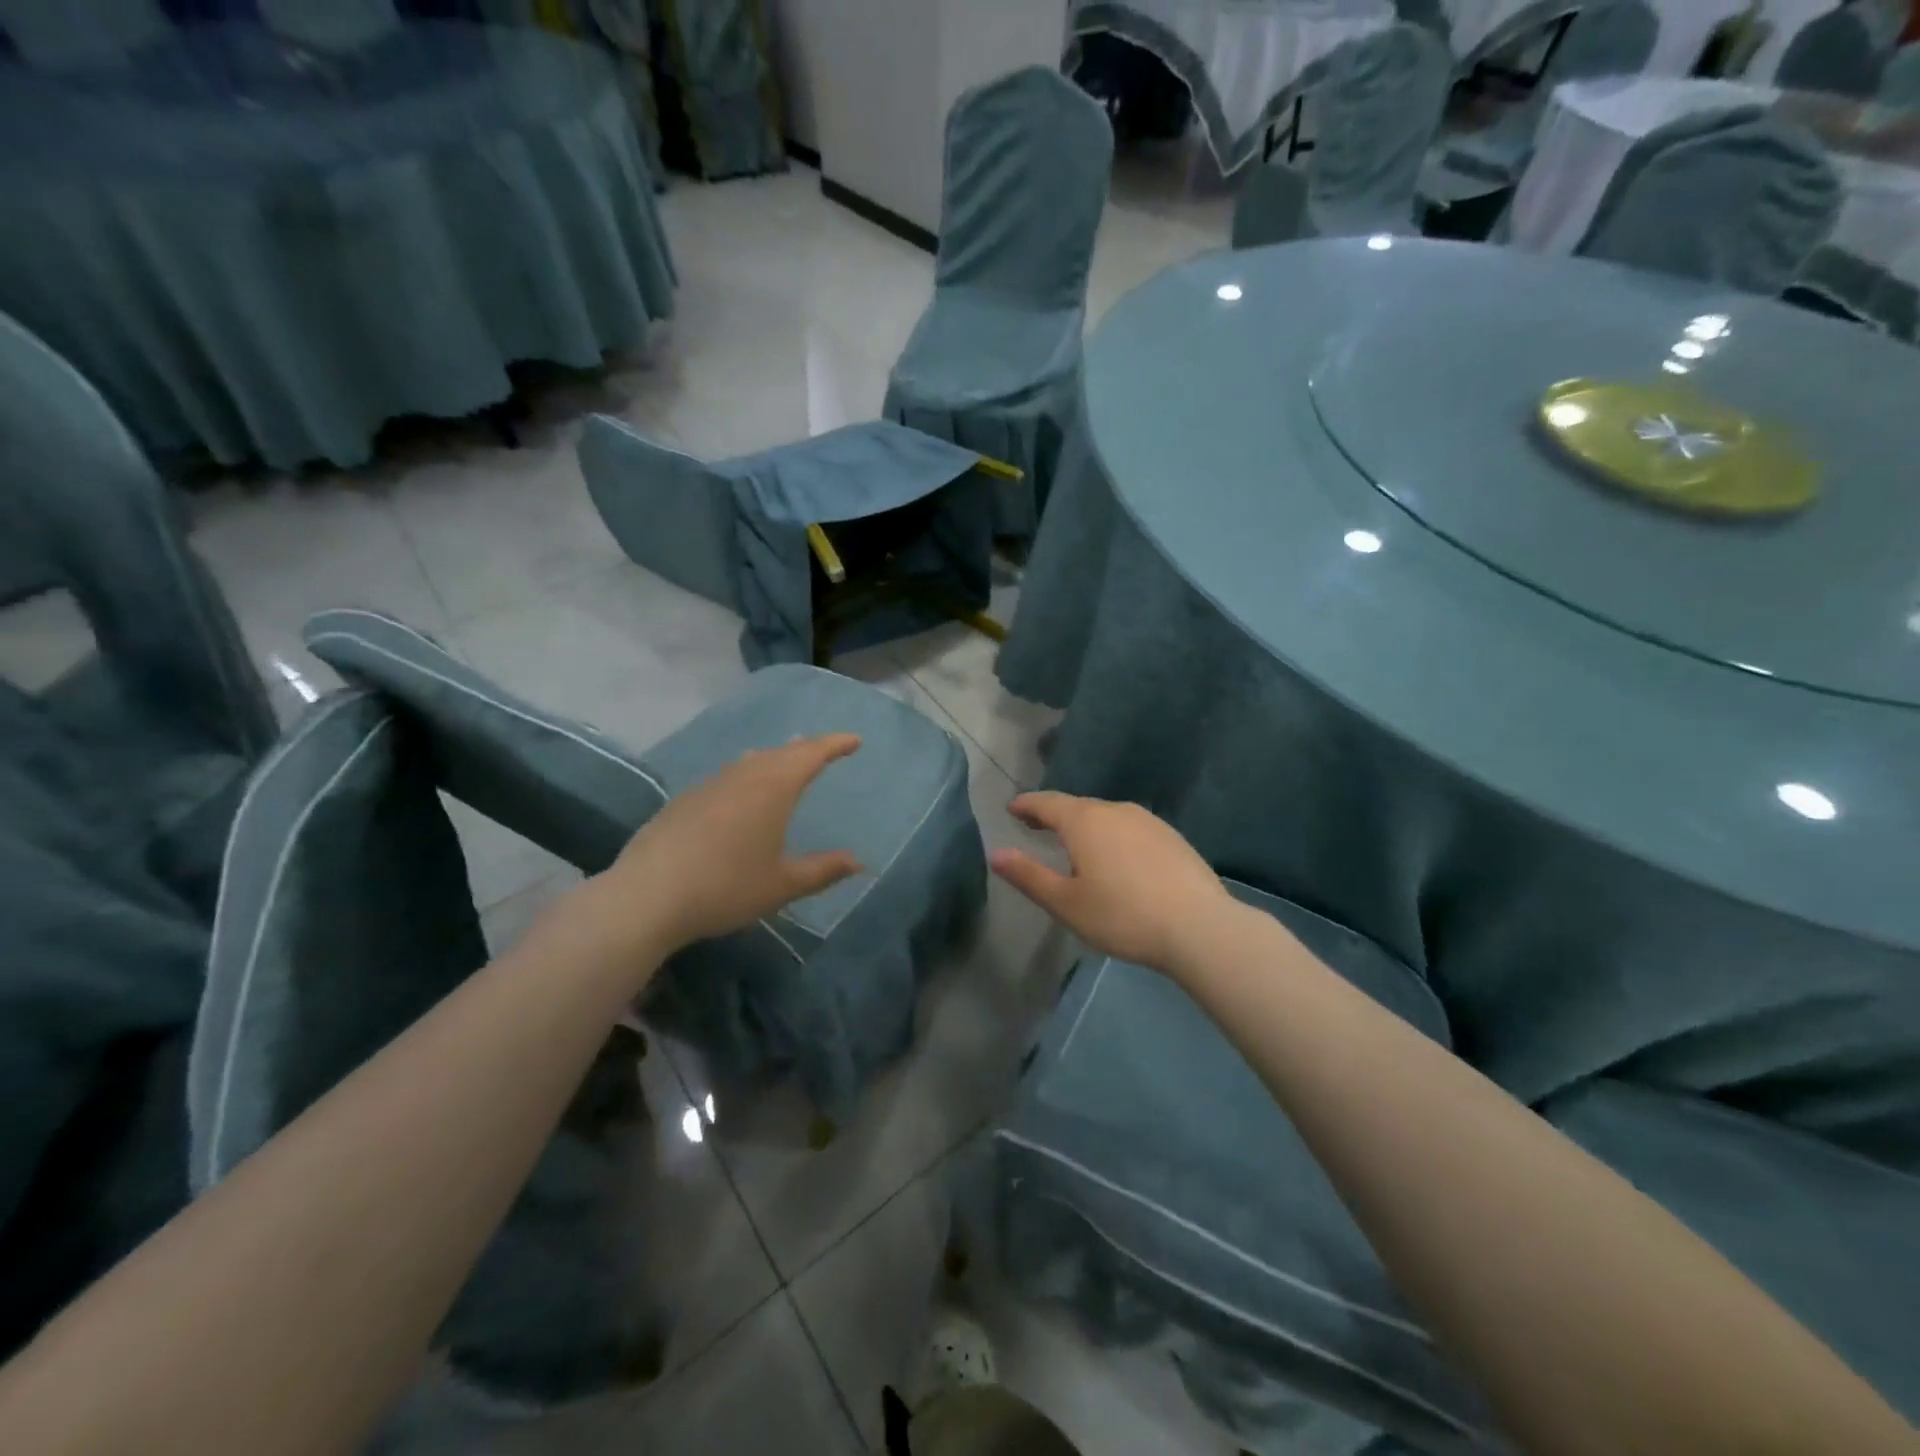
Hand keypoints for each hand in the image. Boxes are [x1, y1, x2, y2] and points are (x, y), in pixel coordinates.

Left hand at [563, 734, 864, 963]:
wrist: (647, 896)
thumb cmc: (726, 887)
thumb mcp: (781, 885)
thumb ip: (822, 870)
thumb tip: (858, 862)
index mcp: (772, 789)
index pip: (811, 755)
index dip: (834, 745)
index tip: (854, 740)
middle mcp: (742, 777)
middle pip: (780, 753)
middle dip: (806, 749)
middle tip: (823, 750)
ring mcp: (708, 786)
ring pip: (749, 762)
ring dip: (772, 758)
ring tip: (782, 761)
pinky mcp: (683, 802)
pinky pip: (726, 776)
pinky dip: (745, 774)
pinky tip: (738, 792)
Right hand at [988, 792, 1235, 974]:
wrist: (1199, 927)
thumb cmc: (1122, 916)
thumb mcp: (1066, 903)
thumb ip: (1029, 876)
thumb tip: (996, 853)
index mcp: (1084, 822)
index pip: (1047, 803)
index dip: (1027, 805)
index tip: (1012, 809)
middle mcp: (1115, 810)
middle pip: (1077, 806)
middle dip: (1054, 814)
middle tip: (1036, 825)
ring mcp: (1148, 821)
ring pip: (1107, 815)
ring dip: (1086, 824)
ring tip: (1075, 842)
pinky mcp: (1171, 837)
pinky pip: (1131, 828)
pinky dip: (1113, 835)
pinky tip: (1118, 856)